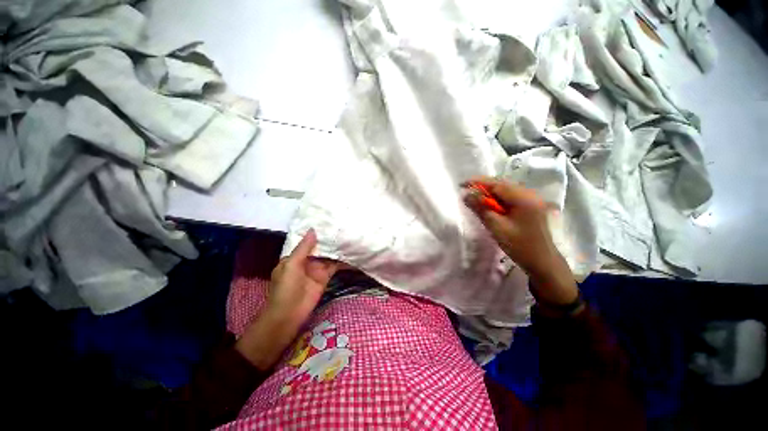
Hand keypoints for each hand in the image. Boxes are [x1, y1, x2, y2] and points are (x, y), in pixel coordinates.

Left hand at [236, 229, 339, 368]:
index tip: (328, 221)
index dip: (316, 233)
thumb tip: (313, 230)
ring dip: (337, 248)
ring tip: (349, 235)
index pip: (307, 242)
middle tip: (342, 226)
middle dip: (328, 239)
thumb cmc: (285, 288)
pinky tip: (351, 252)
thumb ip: (303, 248)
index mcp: (295, 257)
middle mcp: (307, 260)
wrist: (289, 315)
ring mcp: (317, 269)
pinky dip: (342, 260)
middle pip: (319, 247)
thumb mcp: (291, 265)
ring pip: (328, 255)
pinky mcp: (326, 276)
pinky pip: (334, 266)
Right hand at [463, 177, 579, 309]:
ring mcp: (533, 199)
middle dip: (483, 186)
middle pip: (502, 184)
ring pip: (506, 190)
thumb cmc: (519, 245)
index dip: (478, 182)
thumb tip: (466, 195)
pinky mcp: (532, 206)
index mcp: (523, 198)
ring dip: (490, 193)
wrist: (542, 262)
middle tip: (467, 193)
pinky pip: (511, 196)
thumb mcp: (496, 227)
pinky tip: (491, 205)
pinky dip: (498, 198)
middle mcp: (530, 194)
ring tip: (476, 199)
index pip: (496, 184)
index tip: (462, 184)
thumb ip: (481, 208)